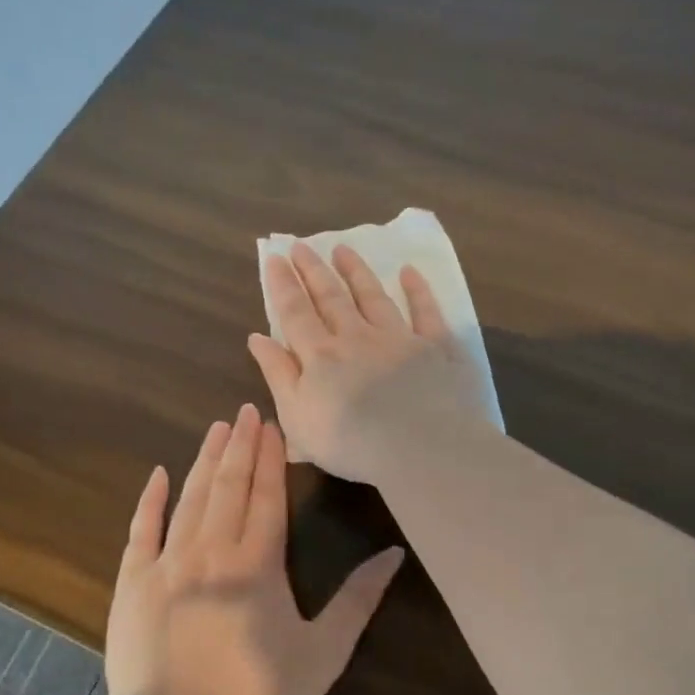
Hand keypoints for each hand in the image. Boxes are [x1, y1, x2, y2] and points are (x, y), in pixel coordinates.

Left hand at [104, 404, 404, 694]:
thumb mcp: (324, 652)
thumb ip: (359, 600)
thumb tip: (394, 554)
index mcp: (257, 564)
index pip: (266, 496)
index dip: (270, 458)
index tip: (272, 424)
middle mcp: (211, 551)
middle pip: (228, 487)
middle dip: (239, 446)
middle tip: (246, 410)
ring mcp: (167, 565)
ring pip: (189, 499)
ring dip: (204, 461)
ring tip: (216, 428)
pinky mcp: (133, 585)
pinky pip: (141, 531)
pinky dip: (150, 501)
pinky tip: (158, 474)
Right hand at [249, 242, 492, 485]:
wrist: (422, 448)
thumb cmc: (351, 443)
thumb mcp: (297, 417)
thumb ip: (278, 374)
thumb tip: (257, 338)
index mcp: (321, 356)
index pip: (295, 312)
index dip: (283, 285)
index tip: (275, 258)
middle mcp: (358, 337)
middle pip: (332, 297)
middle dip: (314, 270)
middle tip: (302, 246)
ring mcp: (400, 338)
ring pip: (374, 297)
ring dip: (357, 272)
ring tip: (343, 249)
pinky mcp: (437, 348)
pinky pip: (426, 311)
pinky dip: (418, 290)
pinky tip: (409, 272)